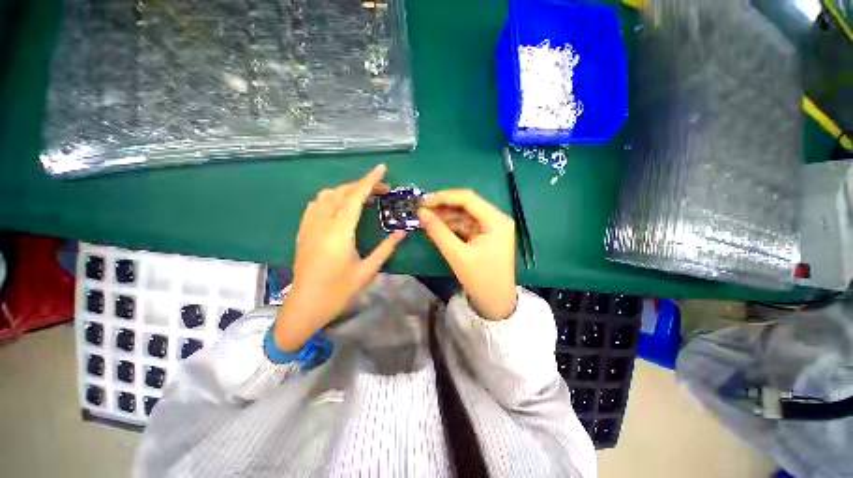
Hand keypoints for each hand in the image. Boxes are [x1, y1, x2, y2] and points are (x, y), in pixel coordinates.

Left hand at [274, 164, 404, 351]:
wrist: (306, 306)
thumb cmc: (338, 291)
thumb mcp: (367, 271)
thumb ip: (386, 248)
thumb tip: (402, 232)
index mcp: (339, 233)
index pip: (355, 198)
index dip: (369, 181)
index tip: (381, 168)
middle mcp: (321, 224)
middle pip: (341, 193)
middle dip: (362, 185)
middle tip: (382, 189)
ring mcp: (309, 227)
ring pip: (326, 196)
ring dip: (346, 190)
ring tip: (363, 196)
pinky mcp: (303, 232)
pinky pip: (315, 205)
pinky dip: (330, 198)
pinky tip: (340, 206)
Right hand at [418, 189, 516, 320]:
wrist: (495, 303)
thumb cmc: (480, 279)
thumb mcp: (457, 254)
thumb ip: (438, 231)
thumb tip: (421, 213)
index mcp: (496, 221)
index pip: (468, 199)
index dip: (444, 197)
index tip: (424, 201)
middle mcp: (496, 220)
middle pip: (467, 206)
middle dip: (444, 207)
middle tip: (422, 210)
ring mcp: (491, 228)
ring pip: (465, 215)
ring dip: (446, 217)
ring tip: (426, 218)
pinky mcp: (485, 237)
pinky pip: (466, 226)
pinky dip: (451, 226)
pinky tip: (437, 227)